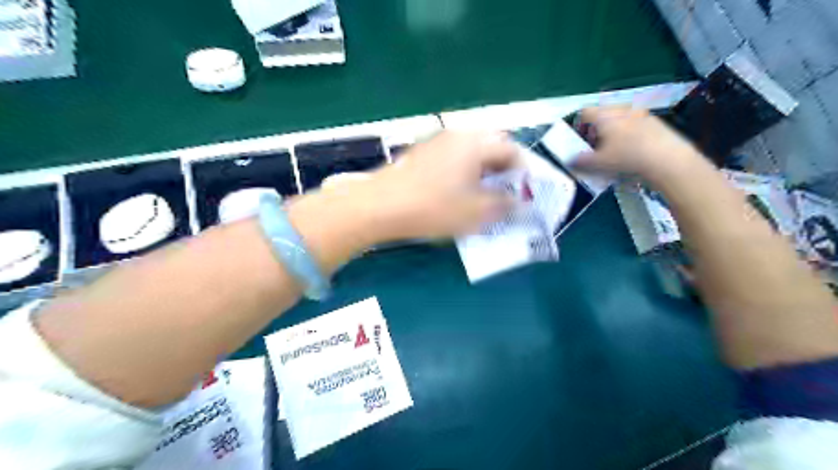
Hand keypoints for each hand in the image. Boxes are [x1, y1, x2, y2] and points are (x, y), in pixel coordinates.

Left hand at [364, 133, 520, 241]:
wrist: (381, 205)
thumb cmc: (434, 208)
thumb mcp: (476, 212)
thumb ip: (505, 205)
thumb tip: (519, 201)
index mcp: (476, 143)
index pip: (512, 150)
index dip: (523, 172)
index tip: (523, 193)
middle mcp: (458, 135)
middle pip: (491, 147)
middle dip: (502, 170)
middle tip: (503, 194)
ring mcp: (436, 141)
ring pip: (471, 152)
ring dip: (482, 170)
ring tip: (480, 195)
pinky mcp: (421, 152)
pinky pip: (452, 157)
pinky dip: (462, 171)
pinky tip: (454, 191)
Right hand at [573, 106, 700, 185]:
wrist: (666, 158)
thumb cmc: (626, 157)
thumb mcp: (598, 162)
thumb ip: (580, 161)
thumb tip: (569, 160)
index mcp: (604, 114)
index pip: (584, 112)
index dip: (577, 126)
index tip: (578, 141)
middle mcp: (621, 109)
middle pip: (601, 115)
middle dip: (595, 130)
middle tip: (593, 148)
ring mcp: (639, 113)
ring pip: (618, 120)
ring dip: (611, 132)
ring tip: (612, 151)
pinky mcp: (654, 121)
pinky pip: (633, 125)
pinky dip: (627, 135)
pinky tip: (630, 152)